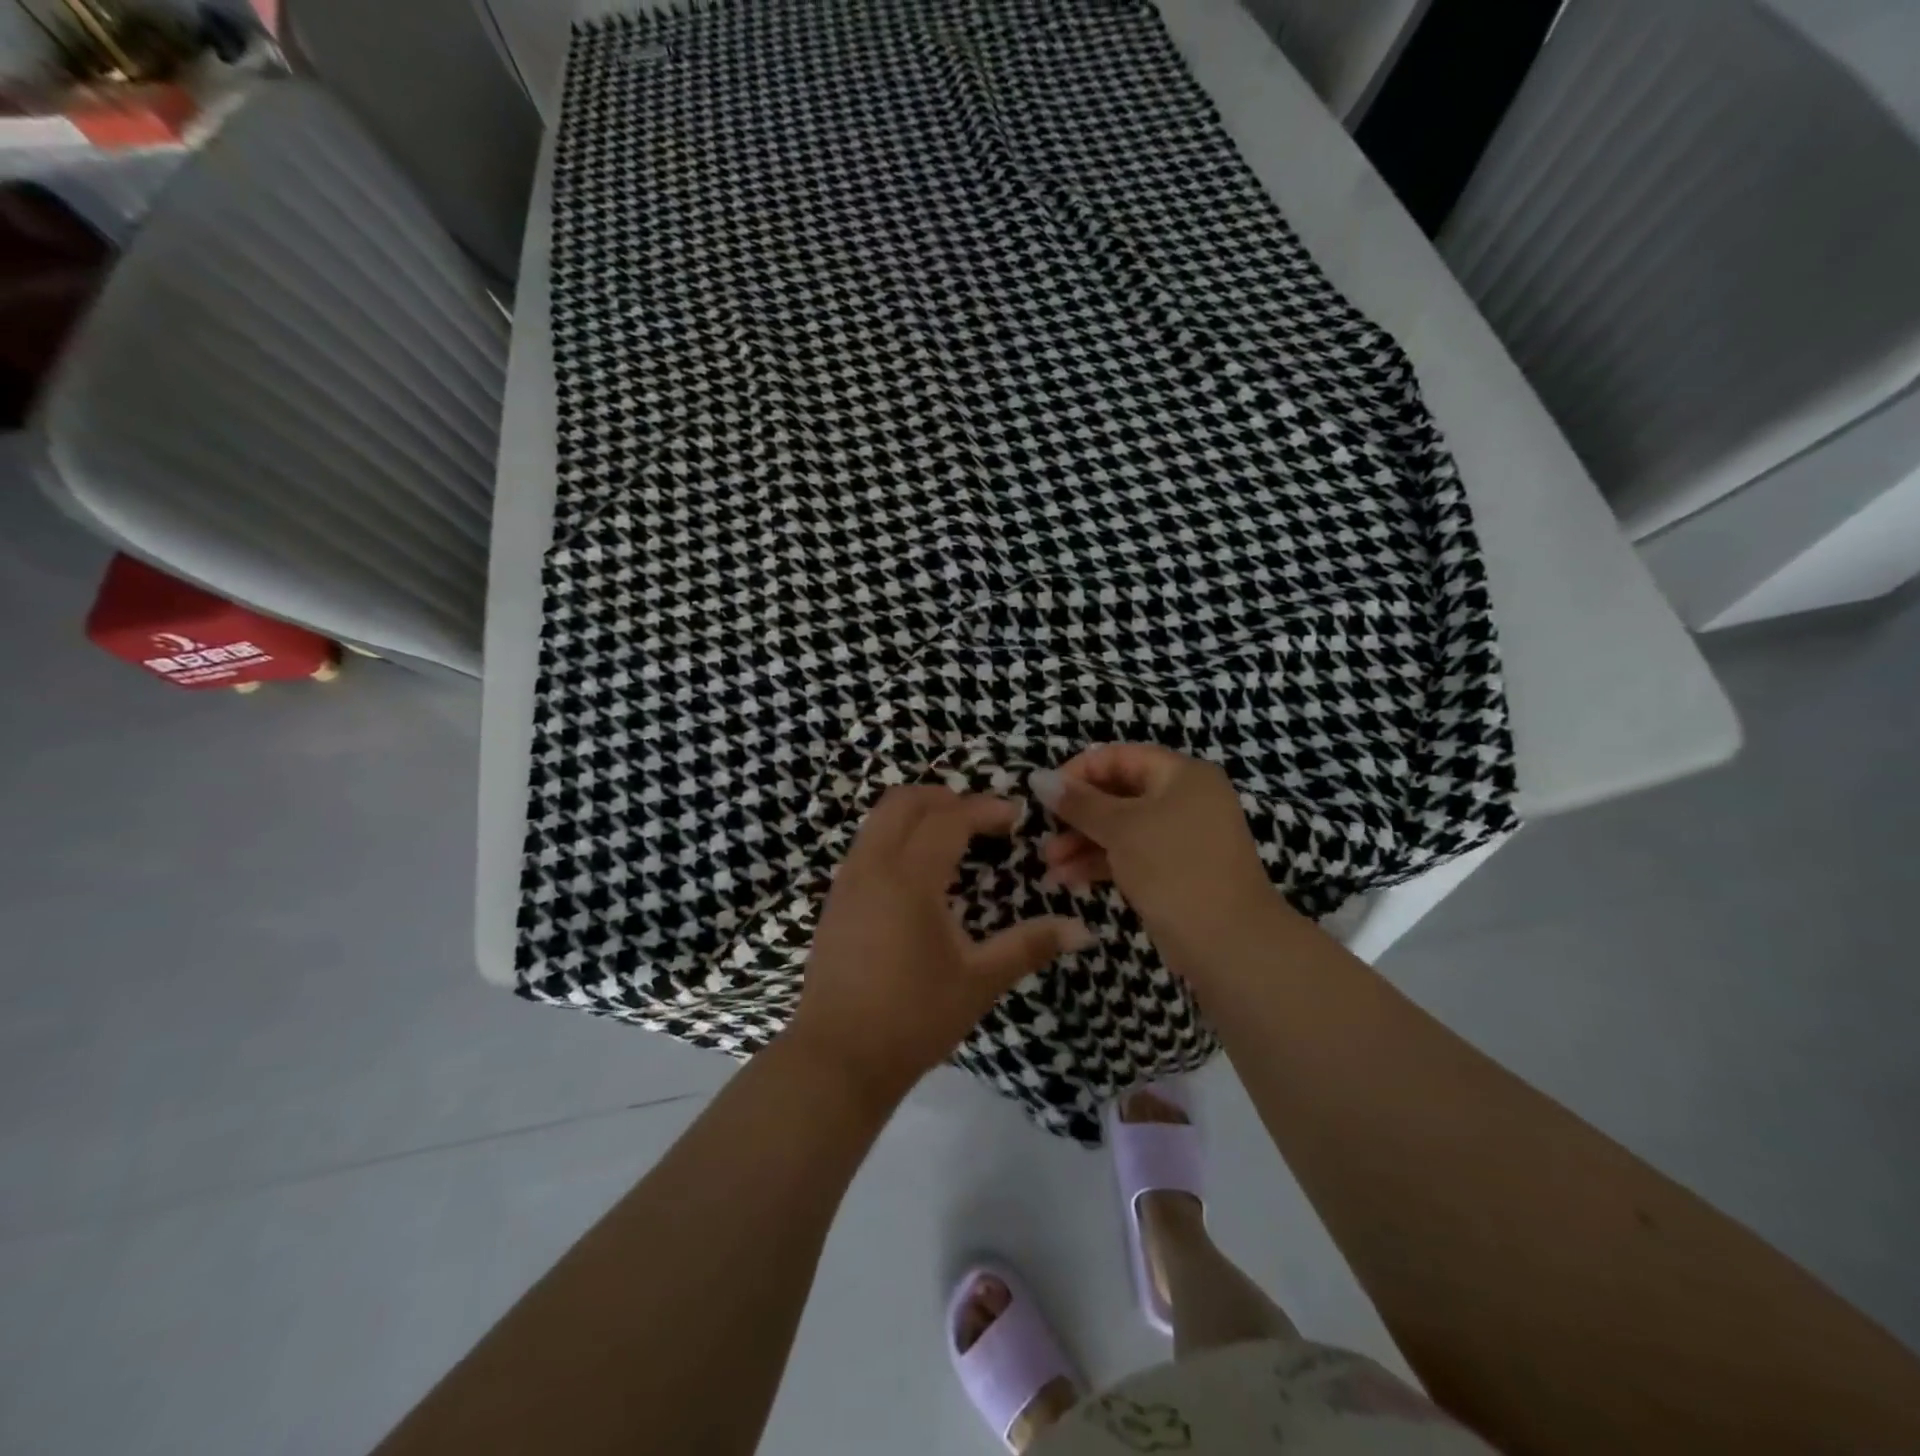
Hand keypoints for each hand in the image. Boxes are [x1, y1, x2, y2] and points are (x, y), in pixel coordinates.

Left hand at [784, 786, 1093, 1110]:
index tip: (1015, 817)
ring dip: (916, 814)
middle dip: (945, 797)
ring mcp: (847, 882)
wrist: (838, 1059)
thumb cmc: (914, 1018)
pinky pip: (866, 845)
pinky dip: (895, 837)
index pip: (949, 819)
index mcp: (909, 878)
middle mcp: (872, 866)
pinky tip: (918, 875)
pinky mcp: (834, 901)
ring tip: (952, 840)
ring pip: (878, 820)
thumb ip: (1029, 946)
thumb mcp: (979, 981)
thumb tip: (1082, 930)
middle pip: (904, 801)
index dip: (985, 808)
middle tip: (981, 819)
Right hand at [1030, 745, 1294, 973]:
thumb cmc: (1174, 869)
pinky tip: (1067, 880)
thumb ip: (1078, 802)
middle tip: (1044, 835)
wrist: (1229, 943)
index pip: (1119, 757)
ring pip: (1121, 828)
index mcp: (1182, 775)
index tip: (1044, 795)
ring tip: (1049, 866)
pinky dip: (1100, 863)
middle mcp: (1185, 799)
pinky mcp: (1174, 871)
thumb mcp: (1121, 828)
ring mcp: (1181, 837)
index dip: (1078, 772)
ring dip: (1082, 843)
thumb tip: (1037, 777)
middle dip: (1077, 815)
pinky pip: (1131, 855)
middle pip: (1118, 793)